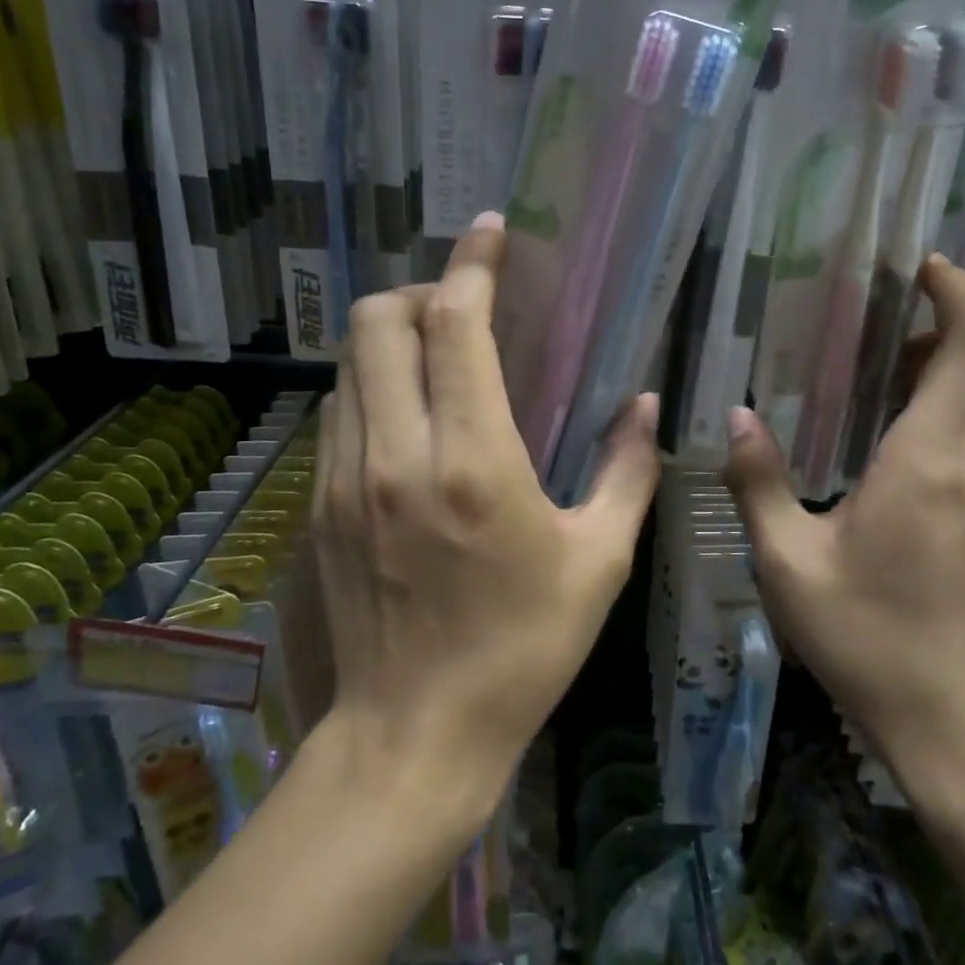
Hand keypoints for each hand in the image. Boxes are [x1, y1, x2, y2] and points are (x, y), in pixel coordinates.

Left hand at [312, 212, 661, 799]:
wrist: (414, 734)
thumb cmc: (522, 649)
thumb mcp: (598, 561)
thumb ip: (628, 471)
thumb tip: (645, 405)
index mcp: (472, 462)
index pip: (454, 324)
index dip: (473, 264)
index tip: (492, 231)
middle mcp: (395, 454)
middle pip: (378, 320)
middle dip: (421, 290)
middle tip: (464, 308)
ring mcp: (344, 478)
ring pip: (349, 361)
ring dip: (392, 336)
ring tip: (438, 354)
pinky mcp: (319, 504)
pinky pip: (338, 410)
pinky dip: (371, 384)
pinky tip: (408, 414)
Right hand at [723, 254, 964, 807]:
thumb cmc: (871, 642)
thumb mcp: (789, 565)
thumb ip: (759, 483)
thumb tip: (738, 418)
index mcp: (934, 459)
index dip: (959, 294)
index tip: (928, 268)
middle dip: (958, 341)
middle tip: (896, 358)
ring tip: (916, 413)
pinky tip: (943, 478)